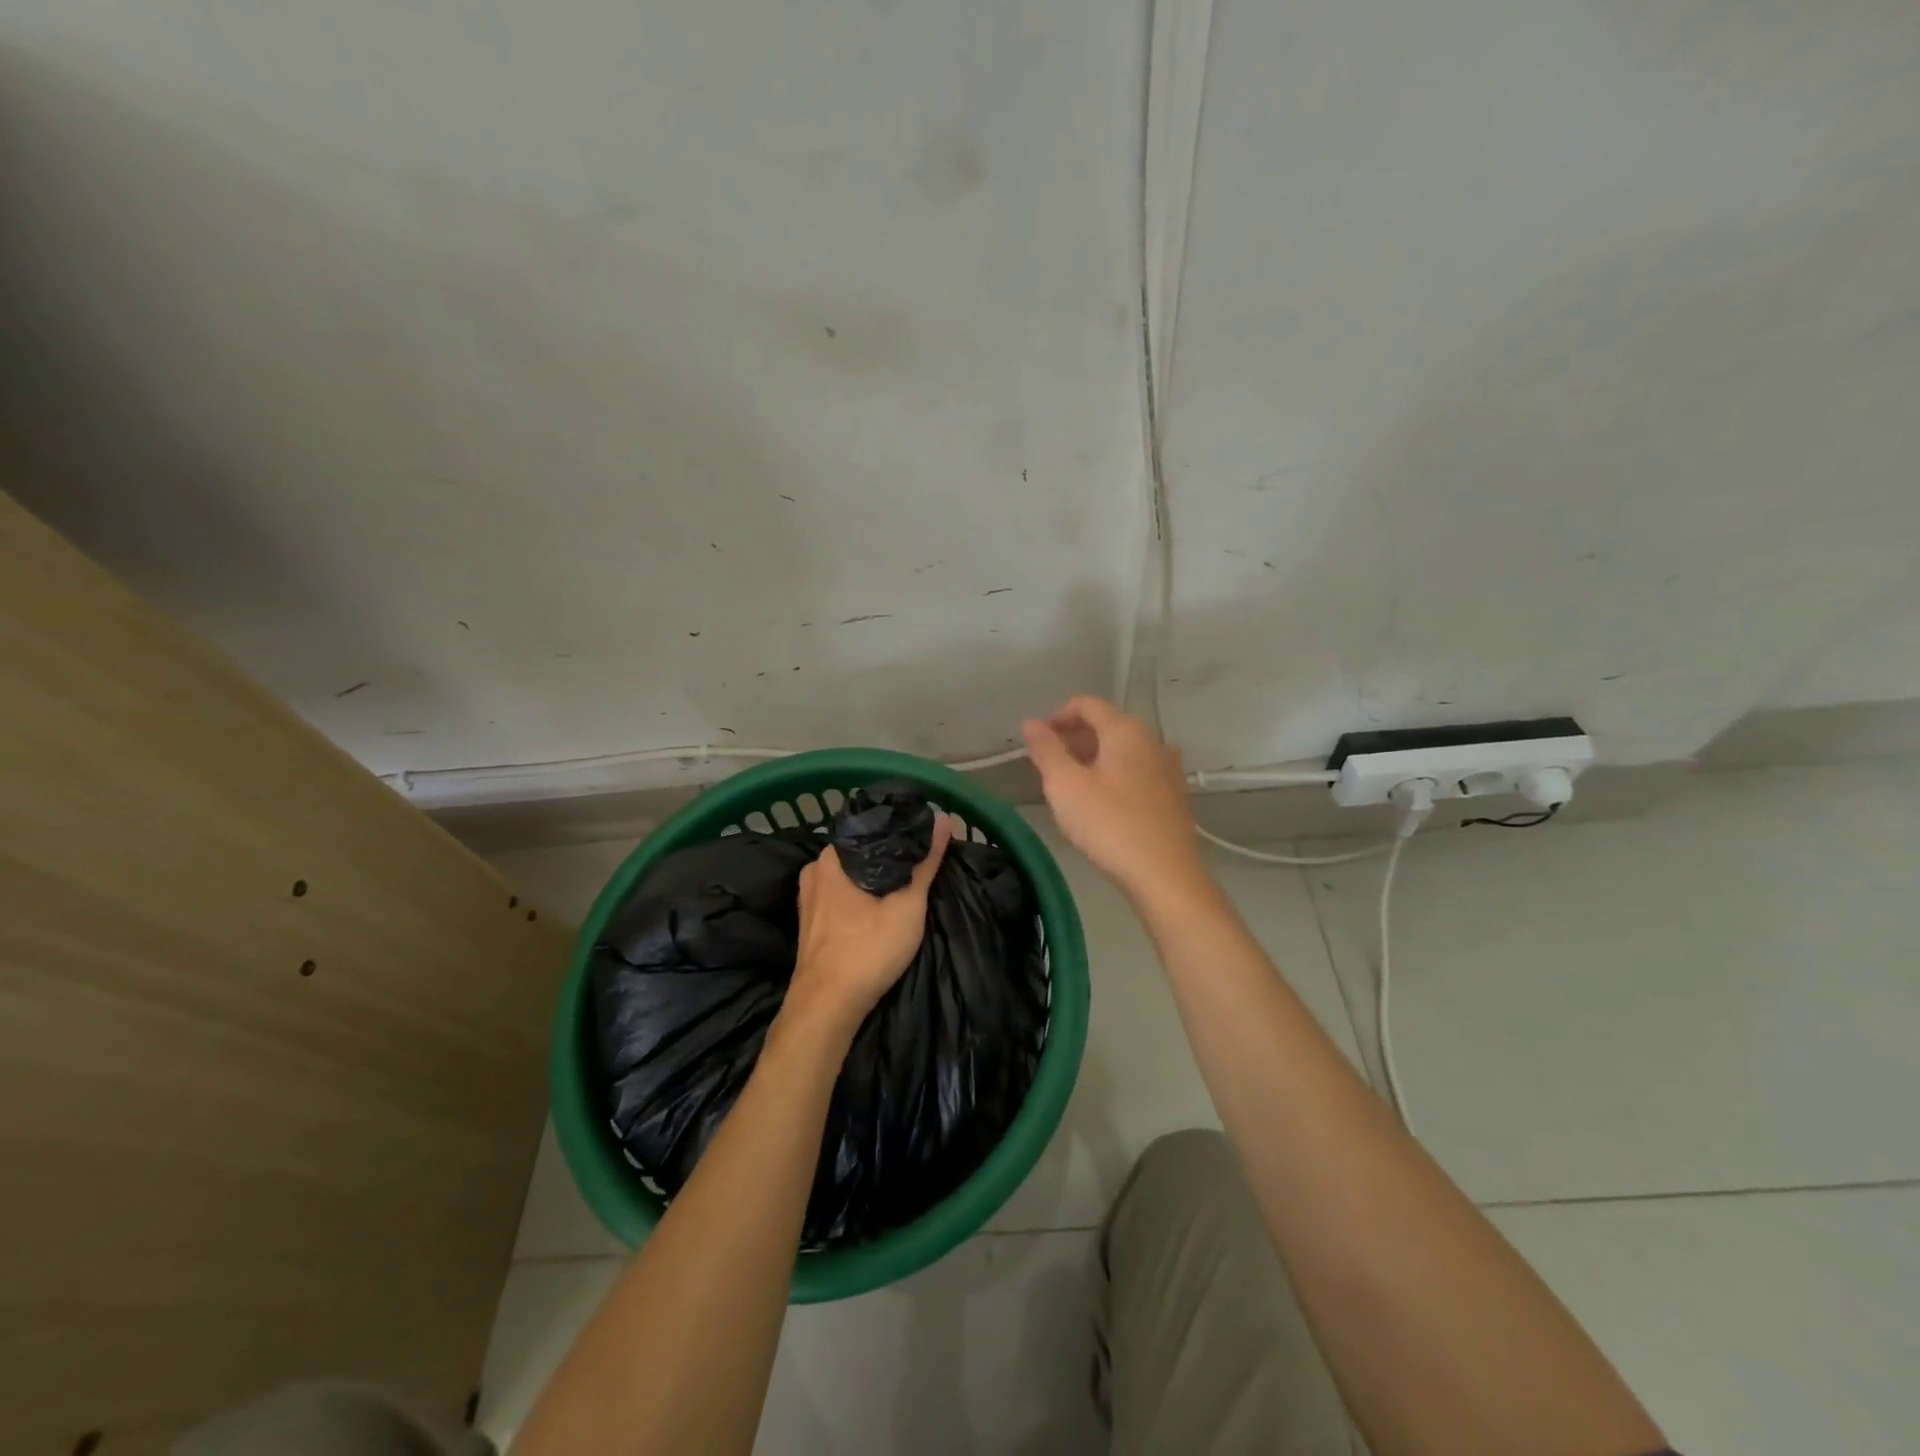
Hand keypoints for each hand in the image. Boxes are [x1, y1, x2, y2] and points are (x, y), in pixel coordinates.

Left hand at [786, 814, 953, 1037]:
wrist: (827, 1006)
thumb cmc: (869, 948)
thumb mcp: (908, 904)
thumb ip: (926, 861)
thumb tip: (944, 818)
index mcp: (832, 857)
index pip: (871, 828)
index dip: (899, 830)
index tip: (924, 835)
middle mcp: (815, 870)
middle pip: (860, 852)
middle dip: (888, 856)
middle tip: (920, 860)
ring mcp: (809, 898)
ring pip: (849, 876)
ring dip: (874, 878)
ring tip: (905, 881)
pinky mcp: (810, 923)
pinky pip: (840, 897)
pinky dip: (860, 897)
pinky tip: (879, 906)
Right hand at [1023, 695, 1205, 899]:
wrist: (1164, 875)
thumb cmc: (1109, 825)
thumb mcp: (1065, 786)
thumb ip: (1046, 750)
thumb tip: (1031, 723)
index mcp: (1126, 730)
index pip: (1087, 704)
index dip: (1057, 716)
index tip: (1038, 741)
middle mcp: (1152, 740)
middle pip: (1107, 725)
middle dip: (1074, 739)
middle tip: (1049, 767)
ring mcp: (1168, 768)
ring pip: (1123, 751)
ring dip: (1094, 759)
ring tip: (1072, 787)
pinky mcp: (1174, 796)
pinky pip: (1137, 772)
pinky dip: (1114, 776)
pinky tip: (1102, 805)